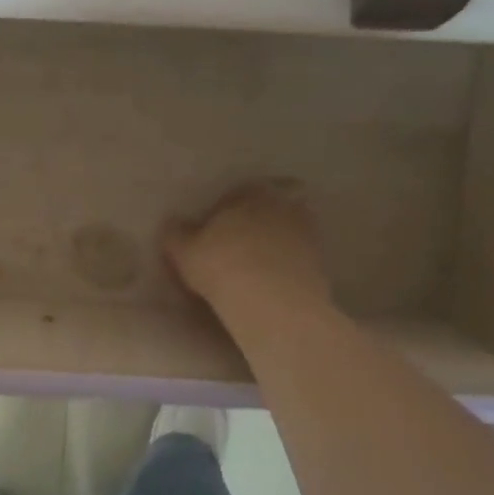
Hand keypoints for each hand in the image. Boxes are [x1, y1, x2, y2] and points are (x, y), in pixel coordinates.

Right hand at [163, 182, 332, 317]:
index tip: (211, 235)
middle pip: (265, 212)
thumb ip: (175, 233)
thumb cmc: (221, 265)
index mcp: (251, 192)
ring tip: (252, 270)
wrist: (272, 302)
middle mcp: (284, 204)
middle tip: (233, 250)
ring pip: (284, 235)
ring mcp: (308, 233)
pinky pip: (296, 260)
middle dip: (251, 227)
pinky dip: (284, 268)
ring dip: (271, 247)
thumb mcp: (183, 251)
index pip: (235, 194)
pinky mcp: (321, 263)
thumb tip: (172, 223)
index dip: (221, 214)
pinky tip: (268, 286)